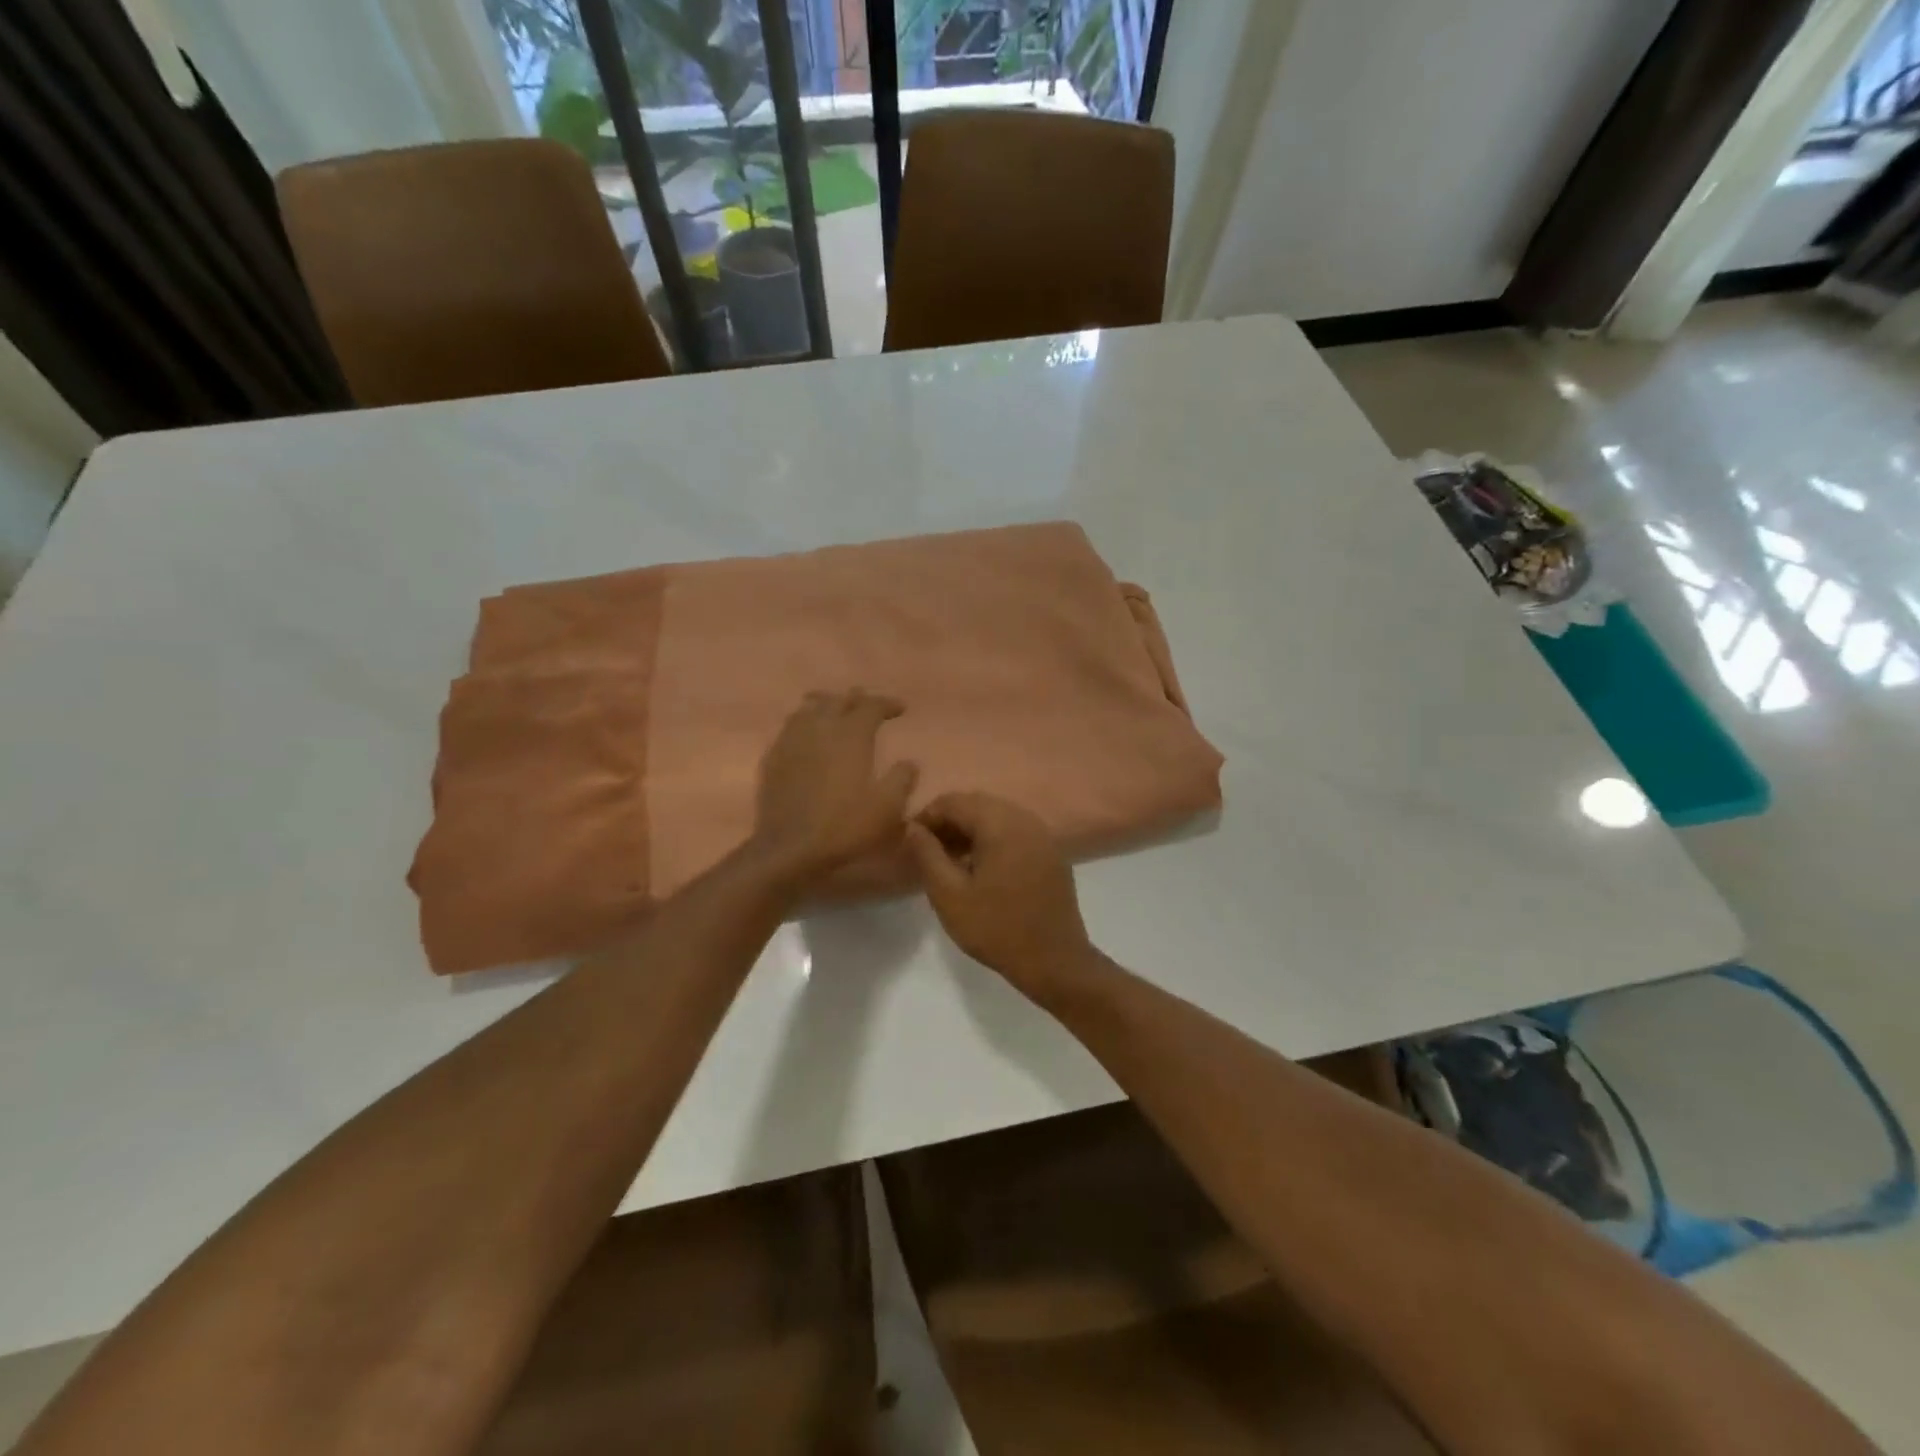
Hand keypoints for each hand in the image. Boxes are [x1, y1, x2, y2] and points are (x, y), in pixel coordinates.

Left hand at [753, 690, 918, 888]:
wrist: (789, 849)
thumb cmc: (844, 826)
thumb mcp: (888, 808)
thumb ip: (902, 780)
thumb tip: (909, 763)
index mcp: (851, 735)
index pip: (871, 706)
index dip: (887, 703)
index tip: (901, 709)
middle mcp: (820, 728)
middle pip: (838, 700)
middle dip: (857, 700)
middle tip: (870, 707)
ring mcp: (791, 741)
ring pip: (809, 708)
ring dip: (827, 705)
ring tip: (837, 713)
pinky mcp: (773, 758)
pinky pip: (790, 727)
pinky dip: (805, 723)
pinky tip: (808, 737)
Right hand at [905, 793, 1096, 998]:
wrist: (1055, 961)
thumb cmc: (996, 929)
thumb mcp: (949, 895)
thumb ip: (927, 855)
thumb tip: (913, 827)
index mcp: (1000, 823)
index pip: (954, 801)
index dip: (926, 816)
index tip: (909, 840)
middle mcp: (1025, 819)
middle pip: (977, 804)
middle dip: (949, 822)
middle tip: (927, 851)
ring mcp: (1043, 835)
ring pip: (997, 817)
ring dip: (970, 830)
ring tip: (950, 860)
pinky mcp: (1051, 852)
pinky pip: (1015, 832)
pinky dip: (992, 839)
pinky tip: (980, 868)